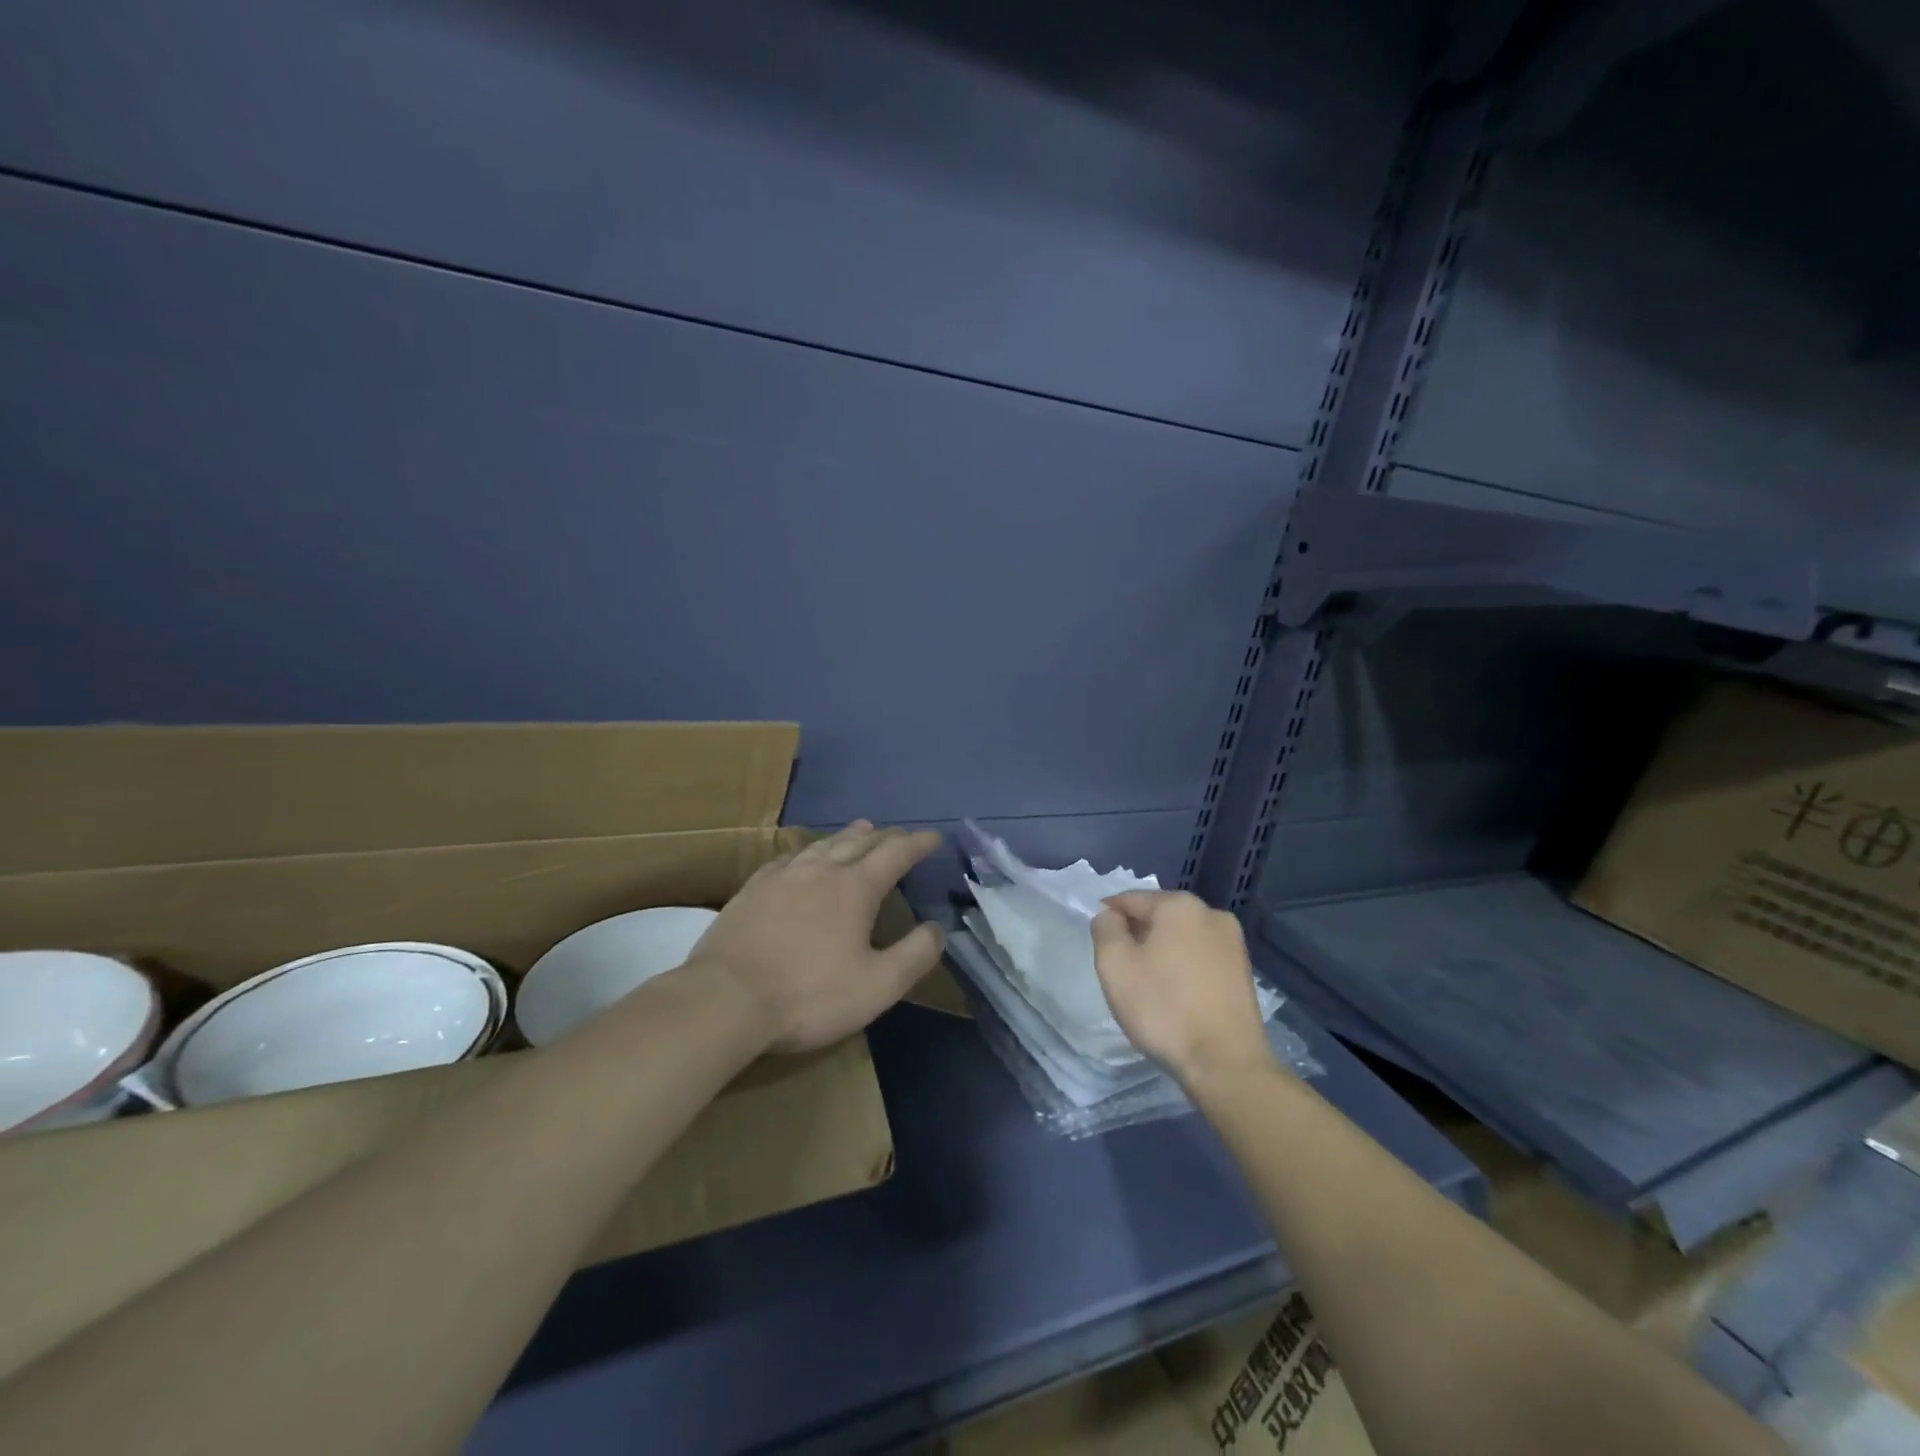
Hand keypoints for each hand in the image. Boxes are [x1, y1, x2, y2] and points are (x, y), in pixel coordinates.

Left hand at [693, 821, 946, 1053]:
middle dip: (885, 836)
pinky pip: (787, 859)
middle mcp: (821, 871)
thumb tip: (937, 929)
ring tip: (860, 829)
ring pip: (822, 845)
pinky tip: (801, 858)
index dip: (918, 843)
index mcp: (855, 888)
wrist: (726, 999)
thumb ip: (914, 955)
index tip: (933, 837)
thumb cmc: (809, 995)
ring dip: (847, 836)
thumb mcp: (877, 986)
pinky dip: (806, 851)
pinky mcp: (751, 891)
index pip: (895, 854)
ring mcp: (782, 877)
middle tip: (899, 834)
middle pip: (858, 842)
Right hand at [1090, 891, 1274, 1085]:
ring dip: (1162, 950)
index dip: (1109, 916)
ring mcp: (1233, 942)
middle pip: (1159, 915)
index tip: (1098, 941)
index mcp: (1179, 905)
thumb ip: (1105, 929)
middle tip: (1120, 966)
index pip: (1130, 899)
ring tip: (1148, 983)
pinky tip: (1176, 994)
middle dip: (1138, 933)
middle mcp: (1211, 913)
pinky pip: (1201, 957)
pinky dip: (1183, 966)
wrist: (1225, 1062)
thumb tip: (1110, 916)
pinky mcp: (1244, 970)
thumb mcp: (1114, 965)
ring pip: (1182, 936)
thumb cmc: (1163, 1008)